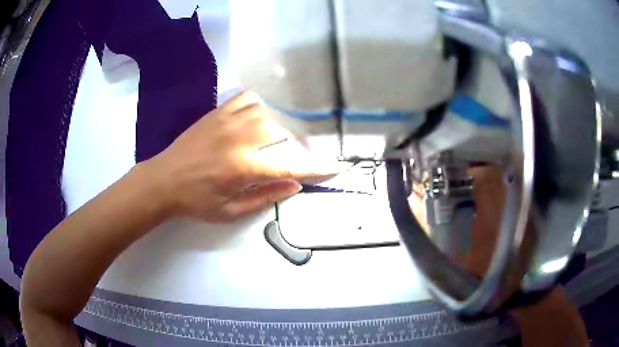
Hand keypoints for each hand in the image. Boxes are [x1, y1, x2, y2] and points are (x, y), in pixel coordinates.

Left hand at [144, 91, 335, 221]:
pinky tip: (256, 118)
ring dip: (278, 128)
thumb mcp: (230, 212)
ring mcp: (227, 121)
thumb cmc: (195, 202)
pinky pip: (246, 99)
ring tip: (275, 143)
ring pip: (267, 114)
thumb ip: (265, 197)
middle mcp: (239, 139)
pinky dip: (258, 106)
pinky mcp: (217, 113)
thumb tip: (294, 185)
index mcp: (243, 167)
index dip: (314, 169)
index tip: (332, 169)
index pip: (289, 166)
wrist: (163, 181)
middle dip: (295, 148)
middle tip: (295, 160)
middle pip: (282, 134)